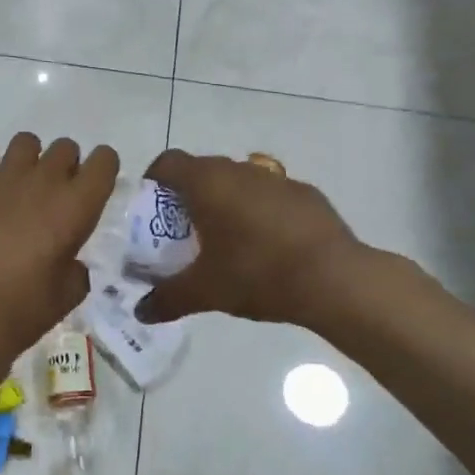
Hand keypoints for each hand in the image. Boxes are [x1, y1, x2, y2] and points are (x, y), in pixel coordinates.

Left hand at [0, 131, 120, 366]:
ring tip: (15, 185)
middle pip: (65, 147)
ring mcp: (5, 175)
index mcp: (77, 206)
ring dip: (27, 159)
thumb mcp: (67, 294)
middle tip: (50, 195)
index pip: (105, 160)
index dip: (101, 169)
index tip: (91, 187)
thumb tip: (70, 261)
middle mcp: (46, 180)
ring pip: (26, 141)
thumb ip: (76, 269)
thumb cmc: (23, 310)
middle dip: (63, 166)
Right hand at [134, 149, 362, 327]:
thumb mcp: (204, 292)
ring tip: (225, 239)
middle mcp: (239, 169)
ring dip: (225, 201)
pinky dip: (259, 210)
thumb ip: (167, 299)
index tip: (151, 210)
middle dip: (188, 195)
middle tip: (183, 232)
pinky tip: (267, 244)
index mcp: (207, 182)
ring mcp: (275, 178)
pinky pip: (269, 195)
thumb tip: (141, 312)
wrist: (333, 278)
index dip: (154, 181)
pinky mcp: (305, 192)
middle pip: (201, 170)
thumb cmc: (257, 274)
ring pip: (237, 180)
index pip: (168, 163)